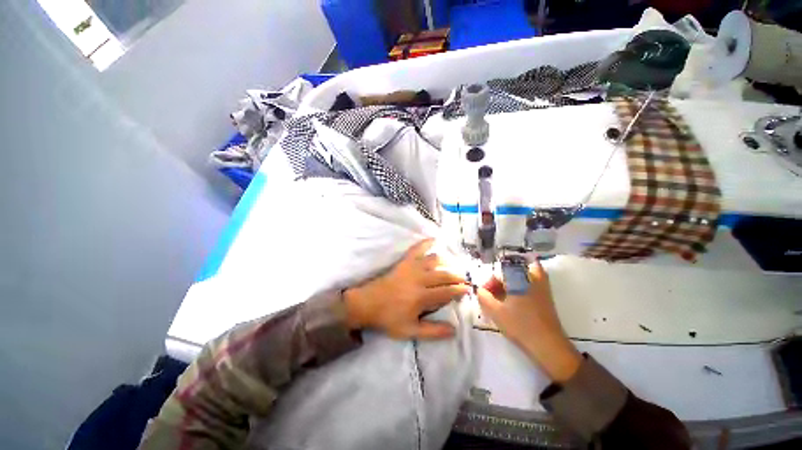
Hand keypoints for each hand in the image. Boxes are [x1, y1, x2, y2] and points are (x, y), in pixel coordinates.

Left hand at [343, 239, 469, 339]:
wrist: (368, 303)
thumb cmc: (389, 318)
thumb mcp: (410, 331)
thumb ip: (433, 331)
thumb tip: (454, 330)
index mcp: (422, 297)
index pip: (448, 291)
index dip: (460, 290)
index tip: (468, 289)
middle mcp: (420, 279)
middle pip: (445, 275)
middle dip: (457, 277)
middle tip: (464, 279)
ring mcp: (412, 267)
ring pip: (435, 260)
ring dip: (447, 262)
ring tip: (451, 266)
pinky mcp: (404, 261)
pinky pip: (417, 248)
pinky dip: (426, 242)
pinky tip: (434, 239)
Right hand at [476, 261, 581, 382]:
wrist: (548, 345)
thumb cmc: (520, 325)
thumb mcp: (495, 311)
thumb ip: (483, 297)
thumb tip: (480, 290)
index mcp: (518, 278)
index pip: (498, 273)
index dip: (489, 284)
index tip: (485, 295)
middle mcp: (531, 277)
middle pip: (510, 272)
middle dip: (499, 283)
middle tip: (492, 297)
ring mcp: (542, 286)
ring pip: (520, 277)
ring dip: (509, 285)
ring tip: (502, 300)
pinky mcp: (546, 296)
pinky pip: (530, 284)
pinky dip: (519, 288)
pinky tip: (514, 303)